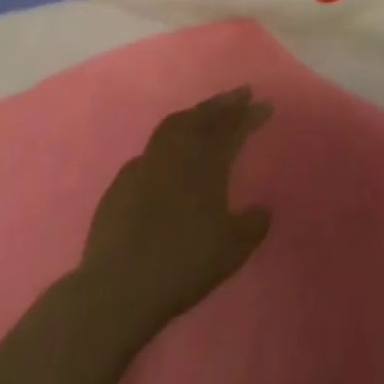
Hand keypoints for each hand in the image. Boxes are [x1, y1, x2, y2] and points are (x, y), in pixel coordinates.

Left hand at [78, 87, 273, 337]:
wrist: (118, 287)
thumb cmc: (183, 264)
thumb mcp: (232, 249)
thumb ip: (252, 224)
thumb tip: (262, 209)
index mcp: (205, 164)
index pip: (232, 128)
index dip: (250, 114)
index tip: (265, 104)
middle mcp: (175, 155)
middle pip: (201, 117)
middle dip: (222, 103)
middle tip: (240, 95)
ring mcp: (143, 166)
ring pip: (172, 126)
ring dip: (193, 115)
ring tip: (205, 114)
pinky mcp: (120, 185)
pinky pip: (149, 152)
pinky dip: (166, 144)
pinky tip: (167, 157)